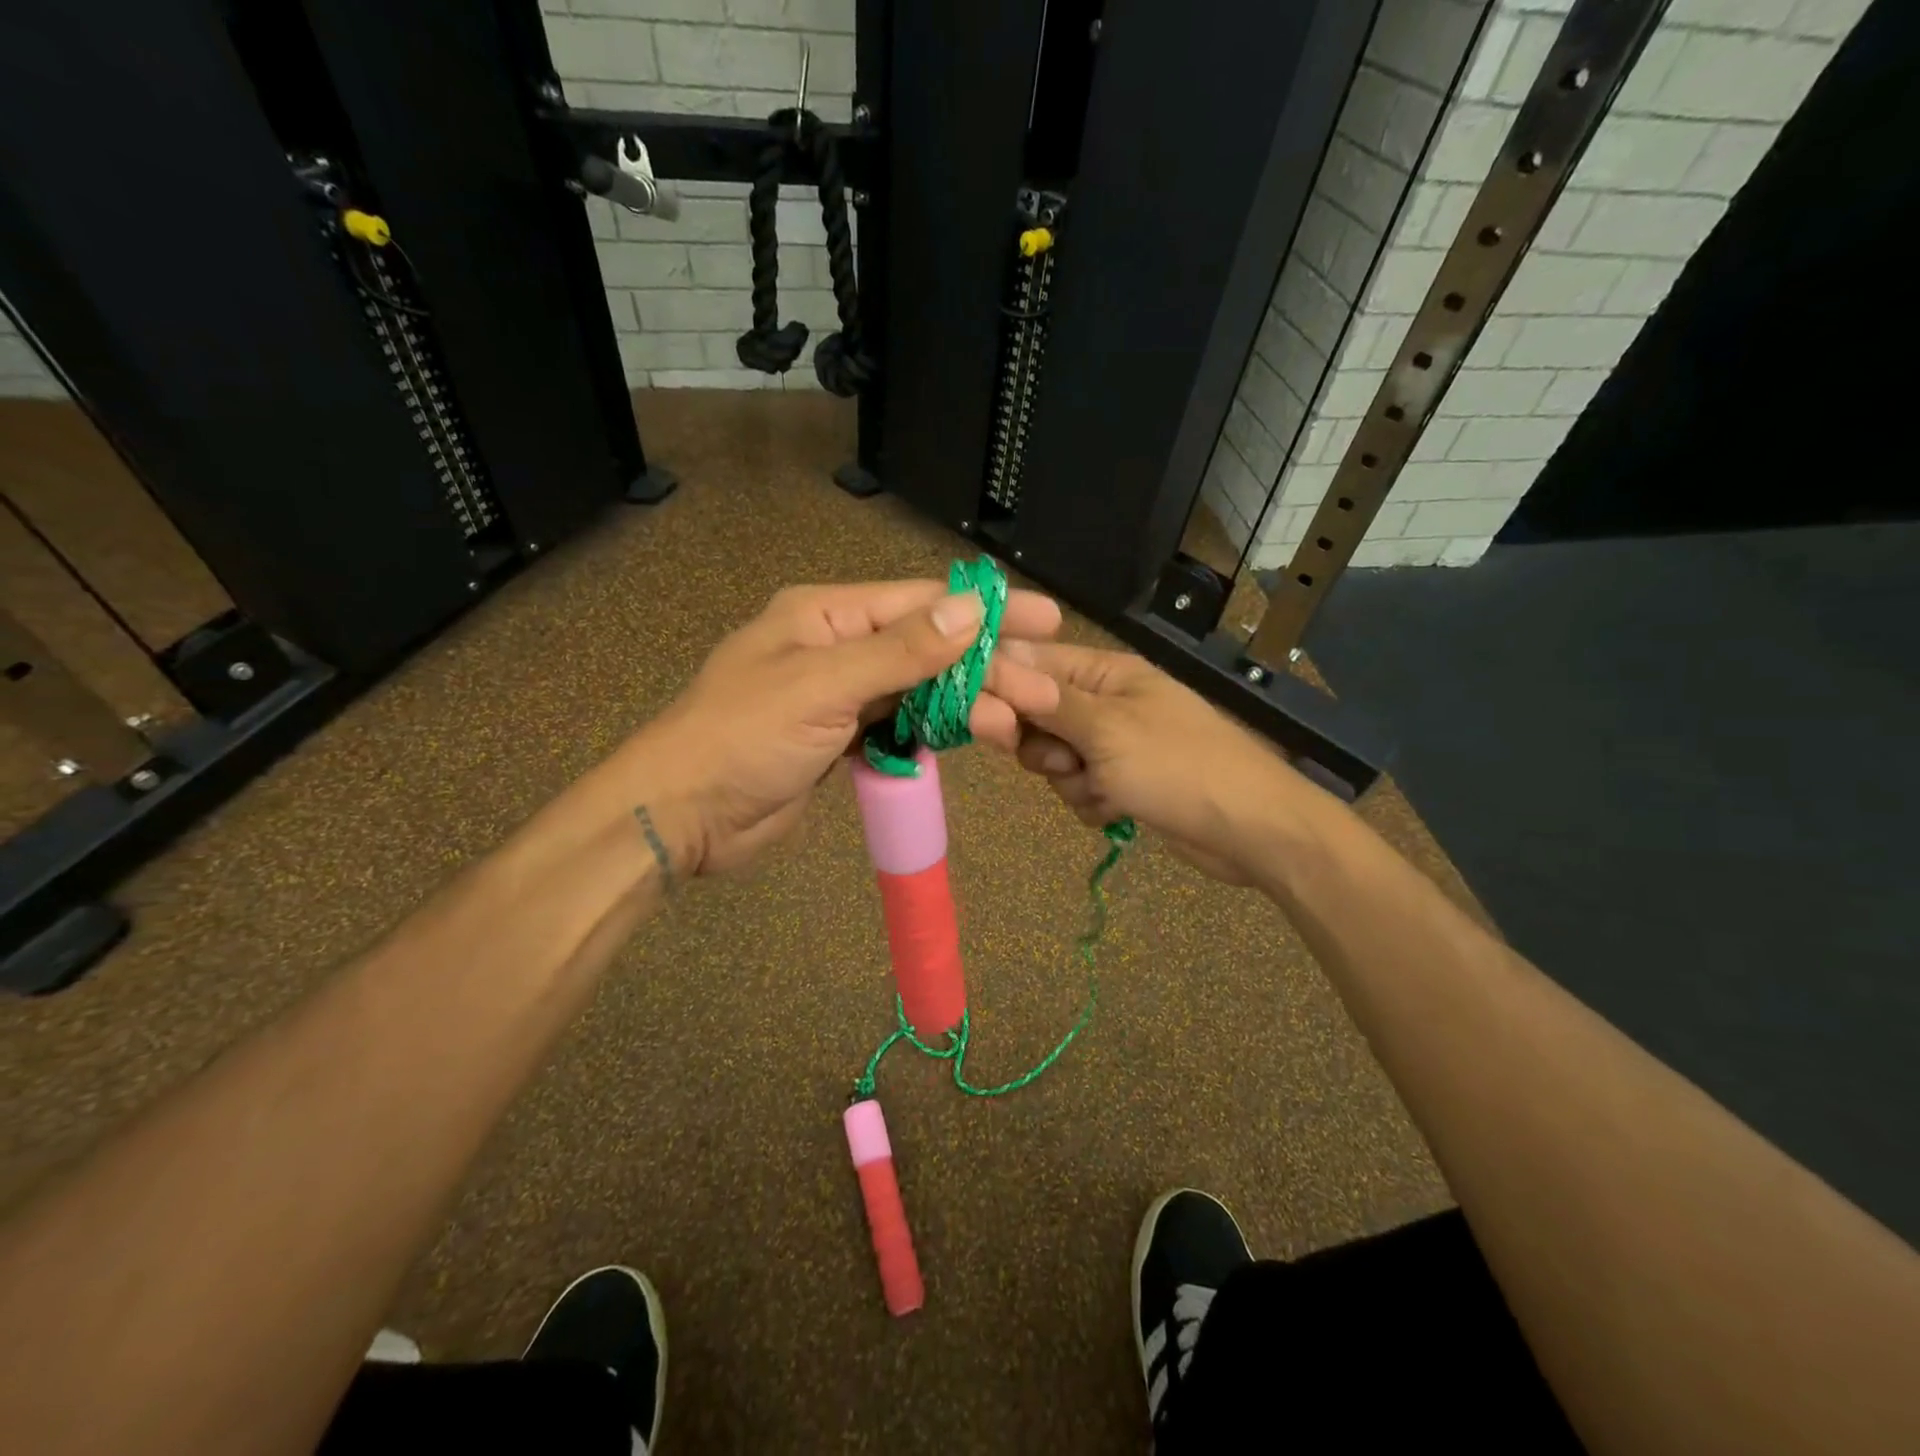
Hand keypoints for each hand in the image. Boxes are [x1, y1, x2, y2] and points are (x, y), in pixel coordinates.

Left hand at [627, 580, 1062, 874]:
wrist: (683, 815)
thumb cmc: (744, 737)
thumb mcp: (823, 685)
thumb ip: (900, 650)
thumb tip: (971, 609)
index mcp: (825, 615)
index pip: (920, 603)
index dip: (985, 610)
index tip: (1044, 620)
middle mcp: (836, 646)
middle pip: (926, 648)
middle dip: (985, 668)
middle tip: (1044, 691)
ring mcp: (839, 695)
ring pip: (918, 690)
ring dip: (966, 705)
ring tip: (1017, 726)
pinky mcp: (840, 739)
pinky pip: (899, 725)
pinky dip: (934, 732)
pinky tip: (973, 739)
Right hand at [1005, 641, 1304, 884]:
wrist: (1249, 831)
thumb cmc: (1179, 766)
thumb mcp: (1107, 730)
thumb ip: (1048, 701)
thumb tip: (997, 659)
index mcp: (1107, 674)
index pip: (1034, 665)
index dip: (1003, 687)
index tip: (981, 717)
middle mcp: (1107, 703)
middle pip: (1038, 716)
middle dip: (1043, 746)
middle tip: (1065, 761)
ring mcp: (1115, 745)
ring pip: (1055, 759)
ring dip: (1071, 781)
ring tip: (1104, 789)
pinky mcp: (1123, 783)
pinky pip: (1080, 788)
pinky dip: (1092, 802)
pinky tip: (1118, 810)